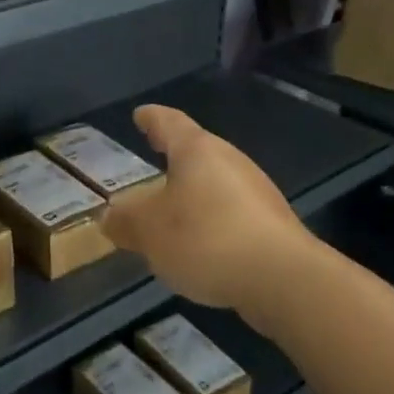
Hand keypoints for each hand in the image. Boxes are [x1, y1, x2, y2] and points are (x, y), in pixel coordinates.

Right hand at [103, 105, 315, 316]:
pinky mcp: (273, 224)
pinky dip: (213, 218)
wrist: (283, 278)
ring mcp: (257, 191)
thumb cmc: (206, 238)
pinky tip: (204, 243)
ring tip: (174, 207)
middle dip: (175, 155)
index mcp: (197, 150)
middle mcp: (230, 160)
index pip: (169, 122)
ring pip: (217, 182)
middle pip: (197, 150)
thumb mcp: (149, 231)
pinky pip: (233, 211)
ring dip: (195, 191)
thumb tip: (110, 215)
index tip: (141, 114)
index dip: (152, 118)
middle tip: (155, 154)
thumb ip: (126, 221)